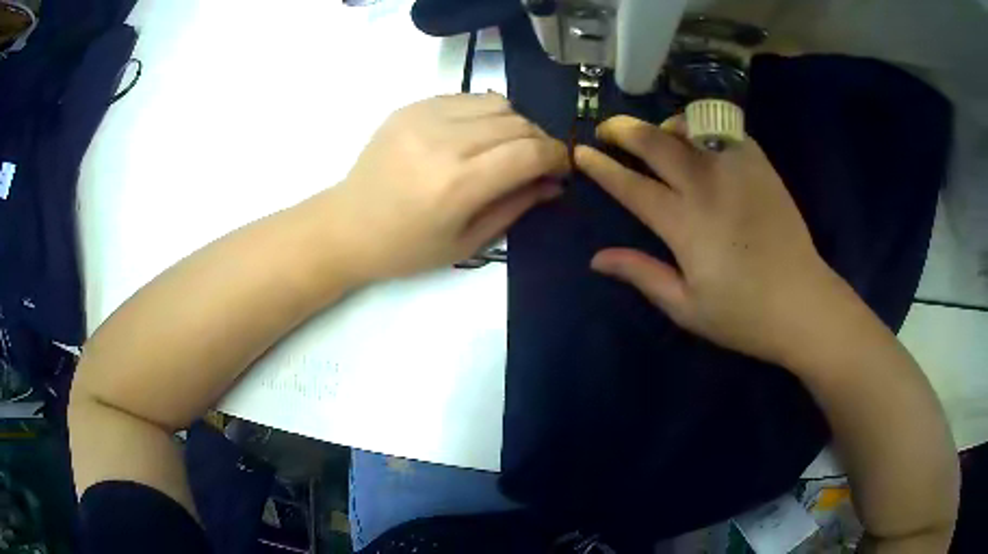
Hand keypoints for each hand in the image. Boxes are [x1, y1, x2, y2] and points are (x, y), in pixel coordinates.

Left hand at [326, 93, 568, 280]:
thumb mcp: (467, 242)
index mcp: (458, 184)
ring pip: (496, 103)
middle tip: (539, 161)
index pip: (529, 152)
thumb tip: (553, 182)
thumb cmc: (406, 248)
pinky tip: (478, 134)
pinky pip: (466, 98)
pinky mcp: (410, 107)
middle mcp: (443, 141)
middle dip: (540, 141)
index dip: (557, 157)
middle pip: (517, 123)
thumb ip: (516, 206)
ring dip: (516, 123)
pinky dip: (485, 113)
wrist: (347, 226)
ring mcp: (423, 117)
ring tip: (509, 147)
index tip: (563, 168)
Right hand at [575, 115, 844, 363]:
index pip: (631, 185)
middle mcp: (707, 187)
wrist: (804, 303)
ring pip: (690, 127)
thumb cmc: (743, 314)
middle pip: (656, 142)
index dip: (601, 167)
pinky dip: (703, 128)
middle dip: (624, 129)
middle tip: (607, 128)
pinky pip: (725, 131)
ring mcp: (737, 170)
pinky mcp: (761, 166)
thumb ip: (642, 275)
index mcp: (684, 225)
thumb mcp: (686, 308)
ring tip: (657, 134)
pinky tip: (701, 141)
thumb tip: (597, 259)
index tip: (580, 152)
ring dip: (664, 125)